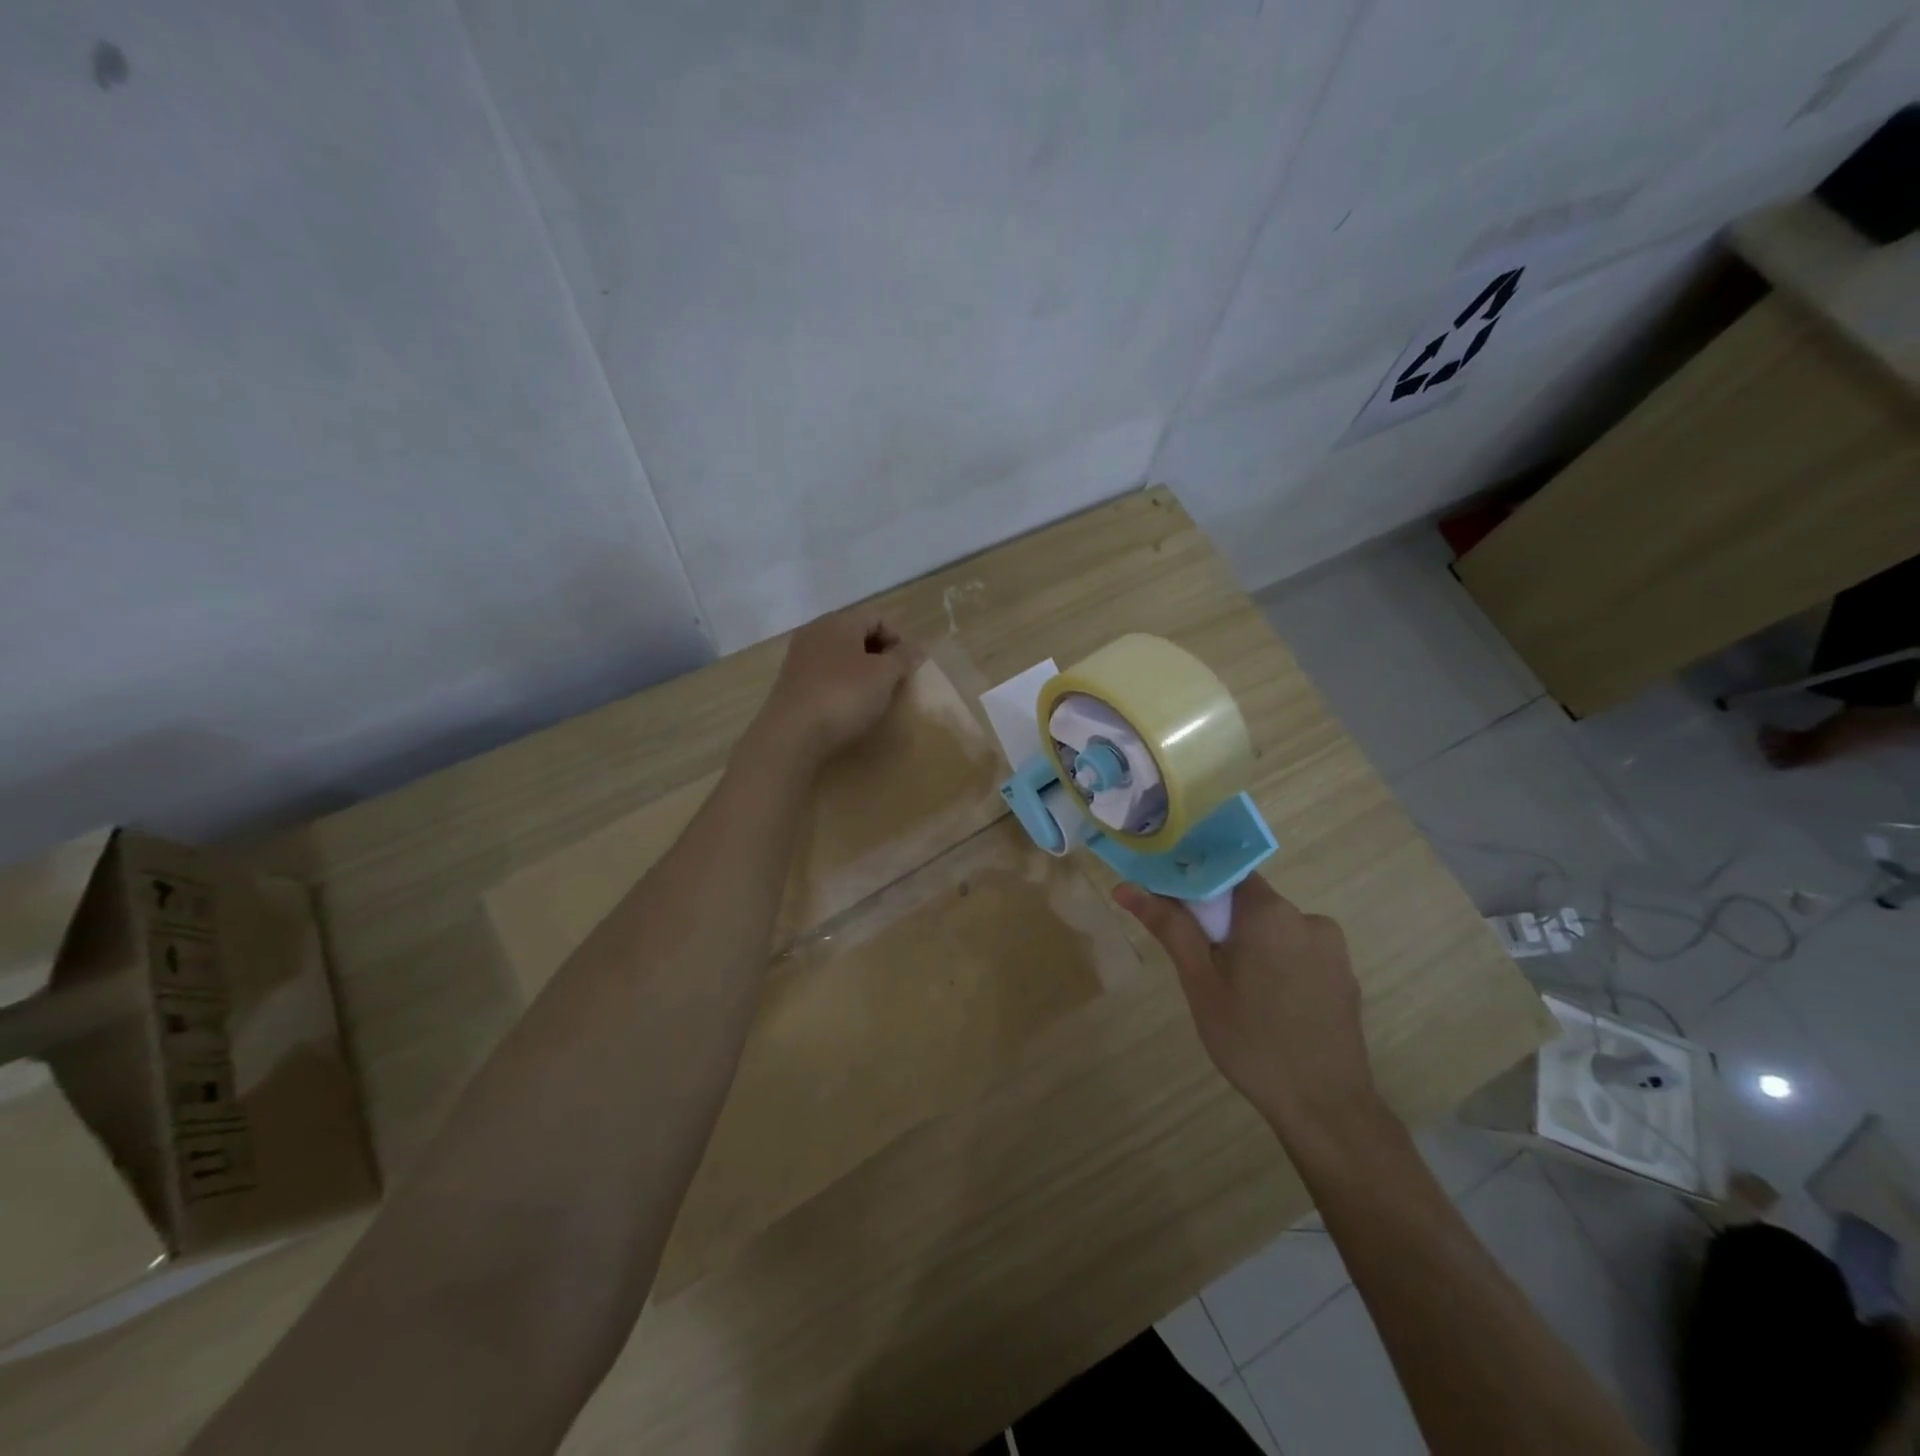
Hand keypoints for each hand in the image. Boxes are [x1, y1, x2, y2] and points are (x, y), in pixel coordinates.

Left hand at [752, 610, 923, 766]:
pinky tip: (847, 704)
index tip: (908, 666)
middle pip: (856, 634)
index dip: (898, 638)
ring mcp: (799, 656)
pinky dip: (841, 682)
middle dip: (880, 653)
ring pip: (839, 654)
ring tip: (873, 694)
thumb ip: (903, 658)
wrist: (792, 733)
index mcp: (840, 621)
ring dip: (860, 669)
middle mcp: (816, 631)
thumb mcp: (884, 676)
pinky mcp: (790, 681)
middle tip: (894, 680)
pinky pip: (824, 673)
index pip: (877, 617)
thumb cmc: (844, 695)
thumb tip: (919, 647)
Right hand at [1114, 875, 1378, 1141]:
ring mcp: (1333, 949)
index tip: (1174, 908)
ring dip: (1250, 945)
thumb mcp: (1199, 982)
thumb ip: (1169, 926)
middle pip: (1251, 902)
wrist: (1325, 1108)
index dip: (1197, 883)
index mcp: (1271, 912)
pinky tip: (1266, 1005)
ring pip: (1274, 930)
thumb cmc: (1251, 1040)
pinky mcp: (1344, 977)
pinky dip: (1276, 965)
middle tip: (1200, 963)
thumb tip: (1126, 887)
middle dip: (1221, 922)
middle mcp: (1309, 918)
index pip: (1227, 872)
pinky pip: (1298, 953)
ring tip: (1233, 991)